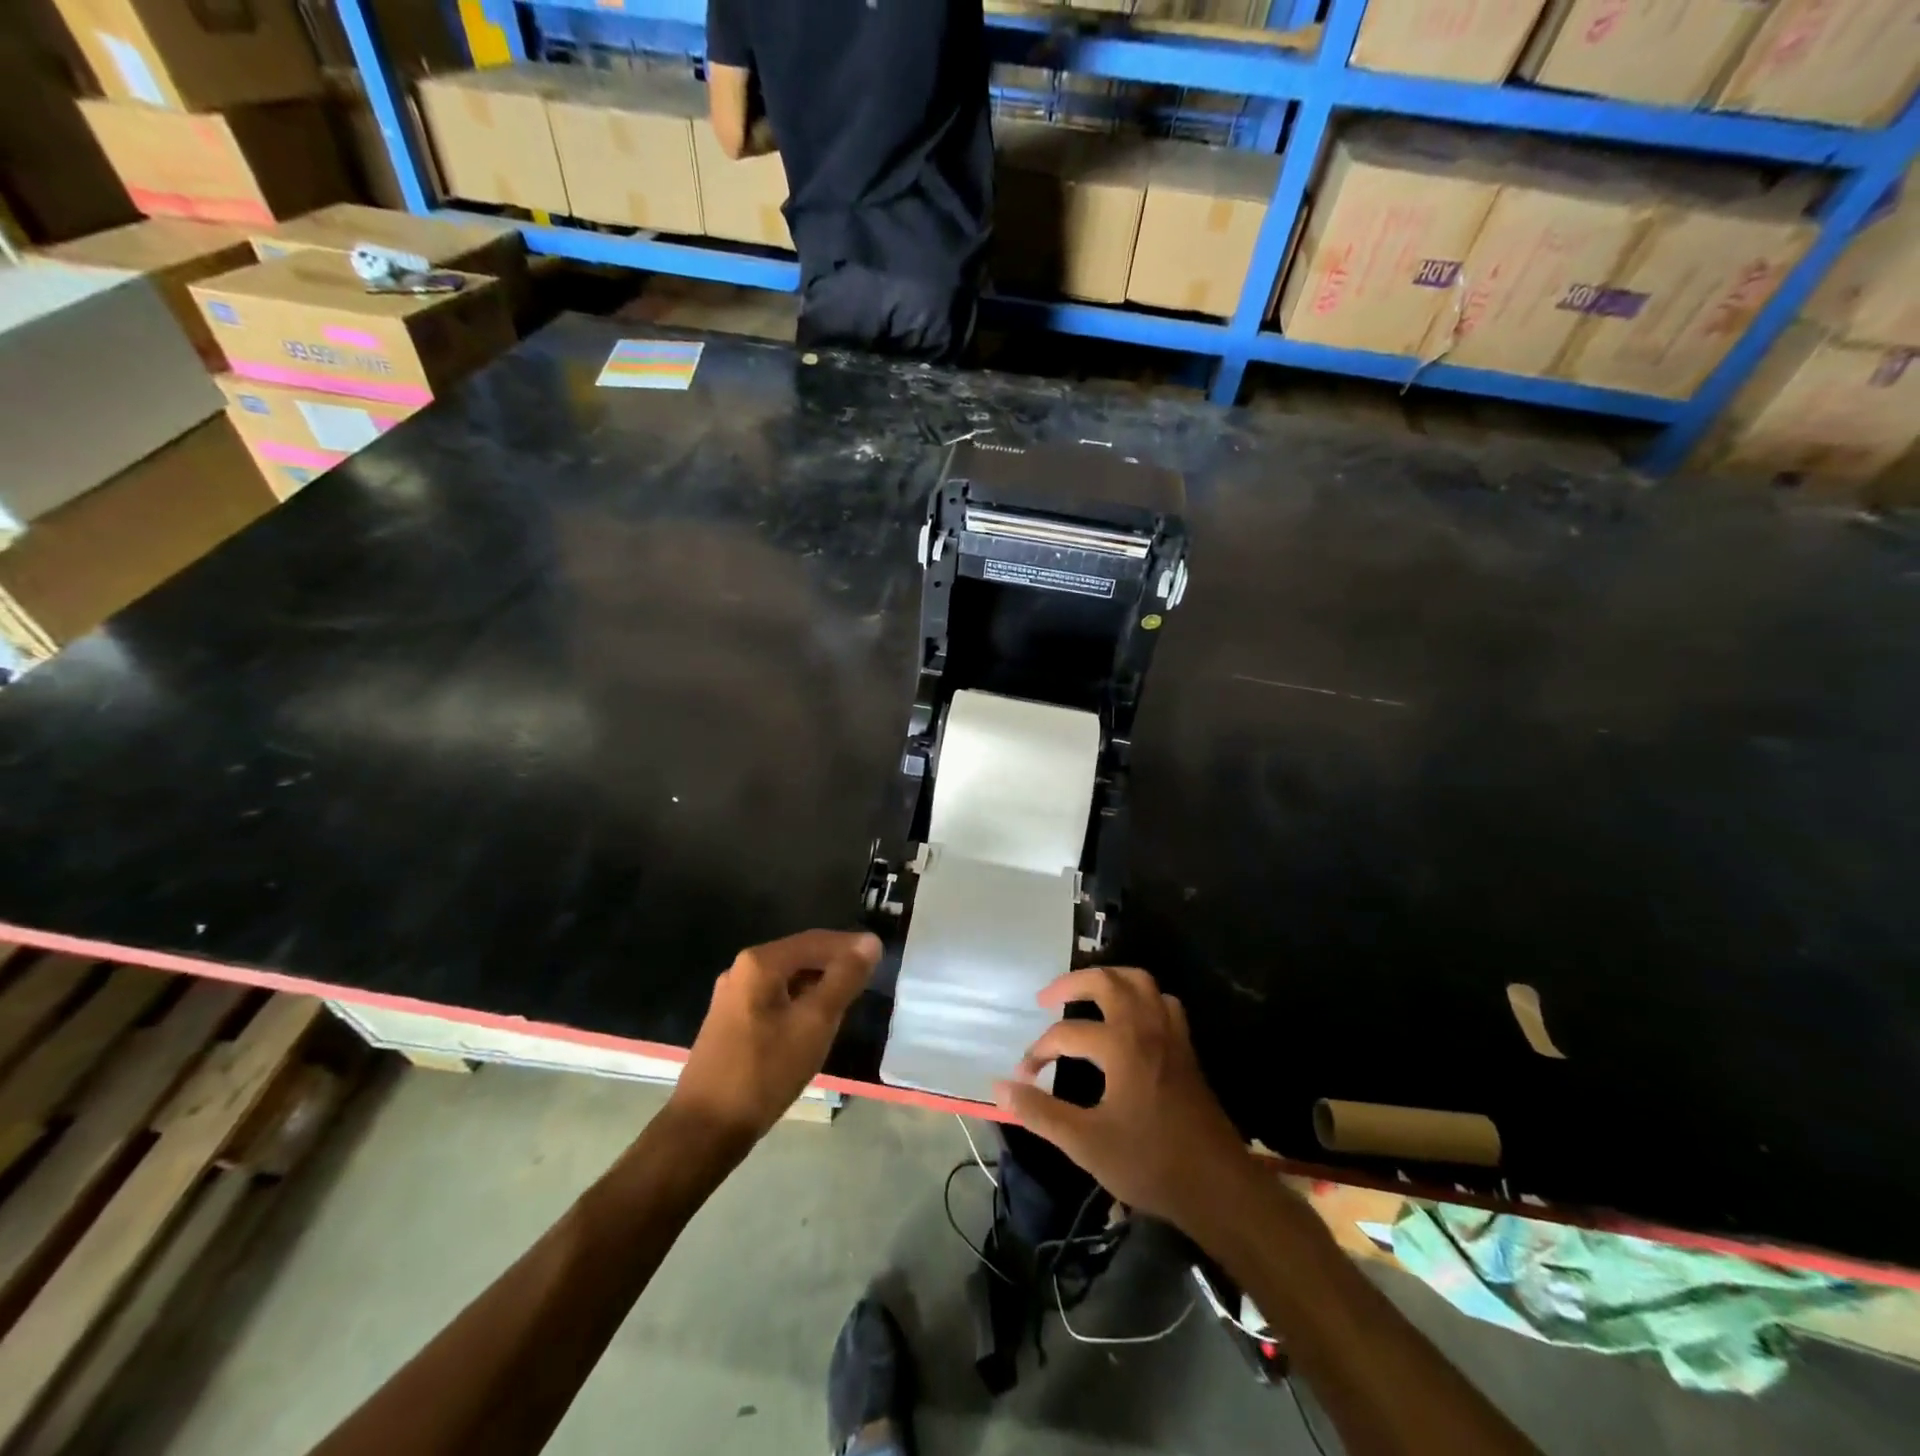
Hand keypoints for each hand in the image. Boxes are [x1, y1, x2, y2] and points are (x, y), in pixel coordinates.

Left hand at [671, 930, 880, 1146]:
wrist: (705, 1128)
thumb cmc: (765, 1071)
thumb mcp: (815, 1023)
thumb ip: (844, 978)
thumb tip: (870, 942)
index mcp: (761, 962)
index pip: (816, 940)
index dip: (850, 946)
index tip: (880, 956)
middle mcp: (742, 969)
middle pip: (800, 956)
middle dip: (835, 964)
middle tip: (867, 979)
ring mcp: (733, 996)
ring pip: (787, 978)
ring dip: (818, 983)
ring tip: (848, 999)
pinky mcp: (730, 1021)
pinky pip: (774, 997)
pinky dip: (799, 1001)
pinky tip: (814, 1021)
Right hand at [995, 967, 1250, 1231]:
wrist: (1218, 1187)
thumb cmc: (1150, 1163)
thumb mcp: (1085, 1143)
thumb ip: (1040, 1112)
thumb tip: (1000, 1086)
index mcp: (1121, 1045)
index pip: (1066, 1033)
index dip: (1038, 1052)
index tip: (1023, 1077)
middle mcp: (1146, 1028)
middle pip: (1106, 981)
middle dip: (1071, 984)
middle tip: (1046, 999)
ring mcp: (1171, 1035)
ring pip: (1140, 983)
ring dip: (1110, 981)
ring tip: (1086, 996)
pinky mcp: (1186, 1049)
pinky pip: (1163, 1003)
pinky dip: (1142, 999)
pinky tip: (1129, 1019)